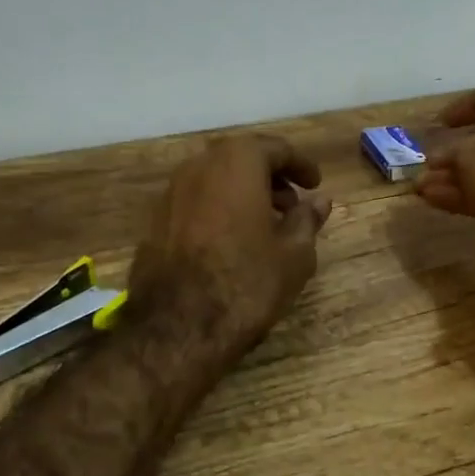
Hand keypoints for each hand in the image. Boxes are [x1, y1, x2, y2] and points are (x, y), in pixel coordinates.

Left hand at [128, 134, 332, 350]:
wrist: (177, 327)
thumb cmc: (246, 283)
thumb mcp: (294, 255)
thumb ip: (307, 220)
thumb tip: (320, 201)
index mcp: (236, 162)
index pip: (276, 149)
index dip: (300, 165)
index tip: (315, 185)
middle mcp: (198, 166)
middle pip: (241, 159)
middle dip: (270, 178)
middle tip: (292, 205)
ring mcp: (170, 193)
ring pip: (215, 180)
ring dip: (243, 194)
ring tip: (265, 226)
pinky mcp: (154, 221)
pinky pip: (196, 202)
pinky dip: (219, 210)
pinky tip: (232, 242)